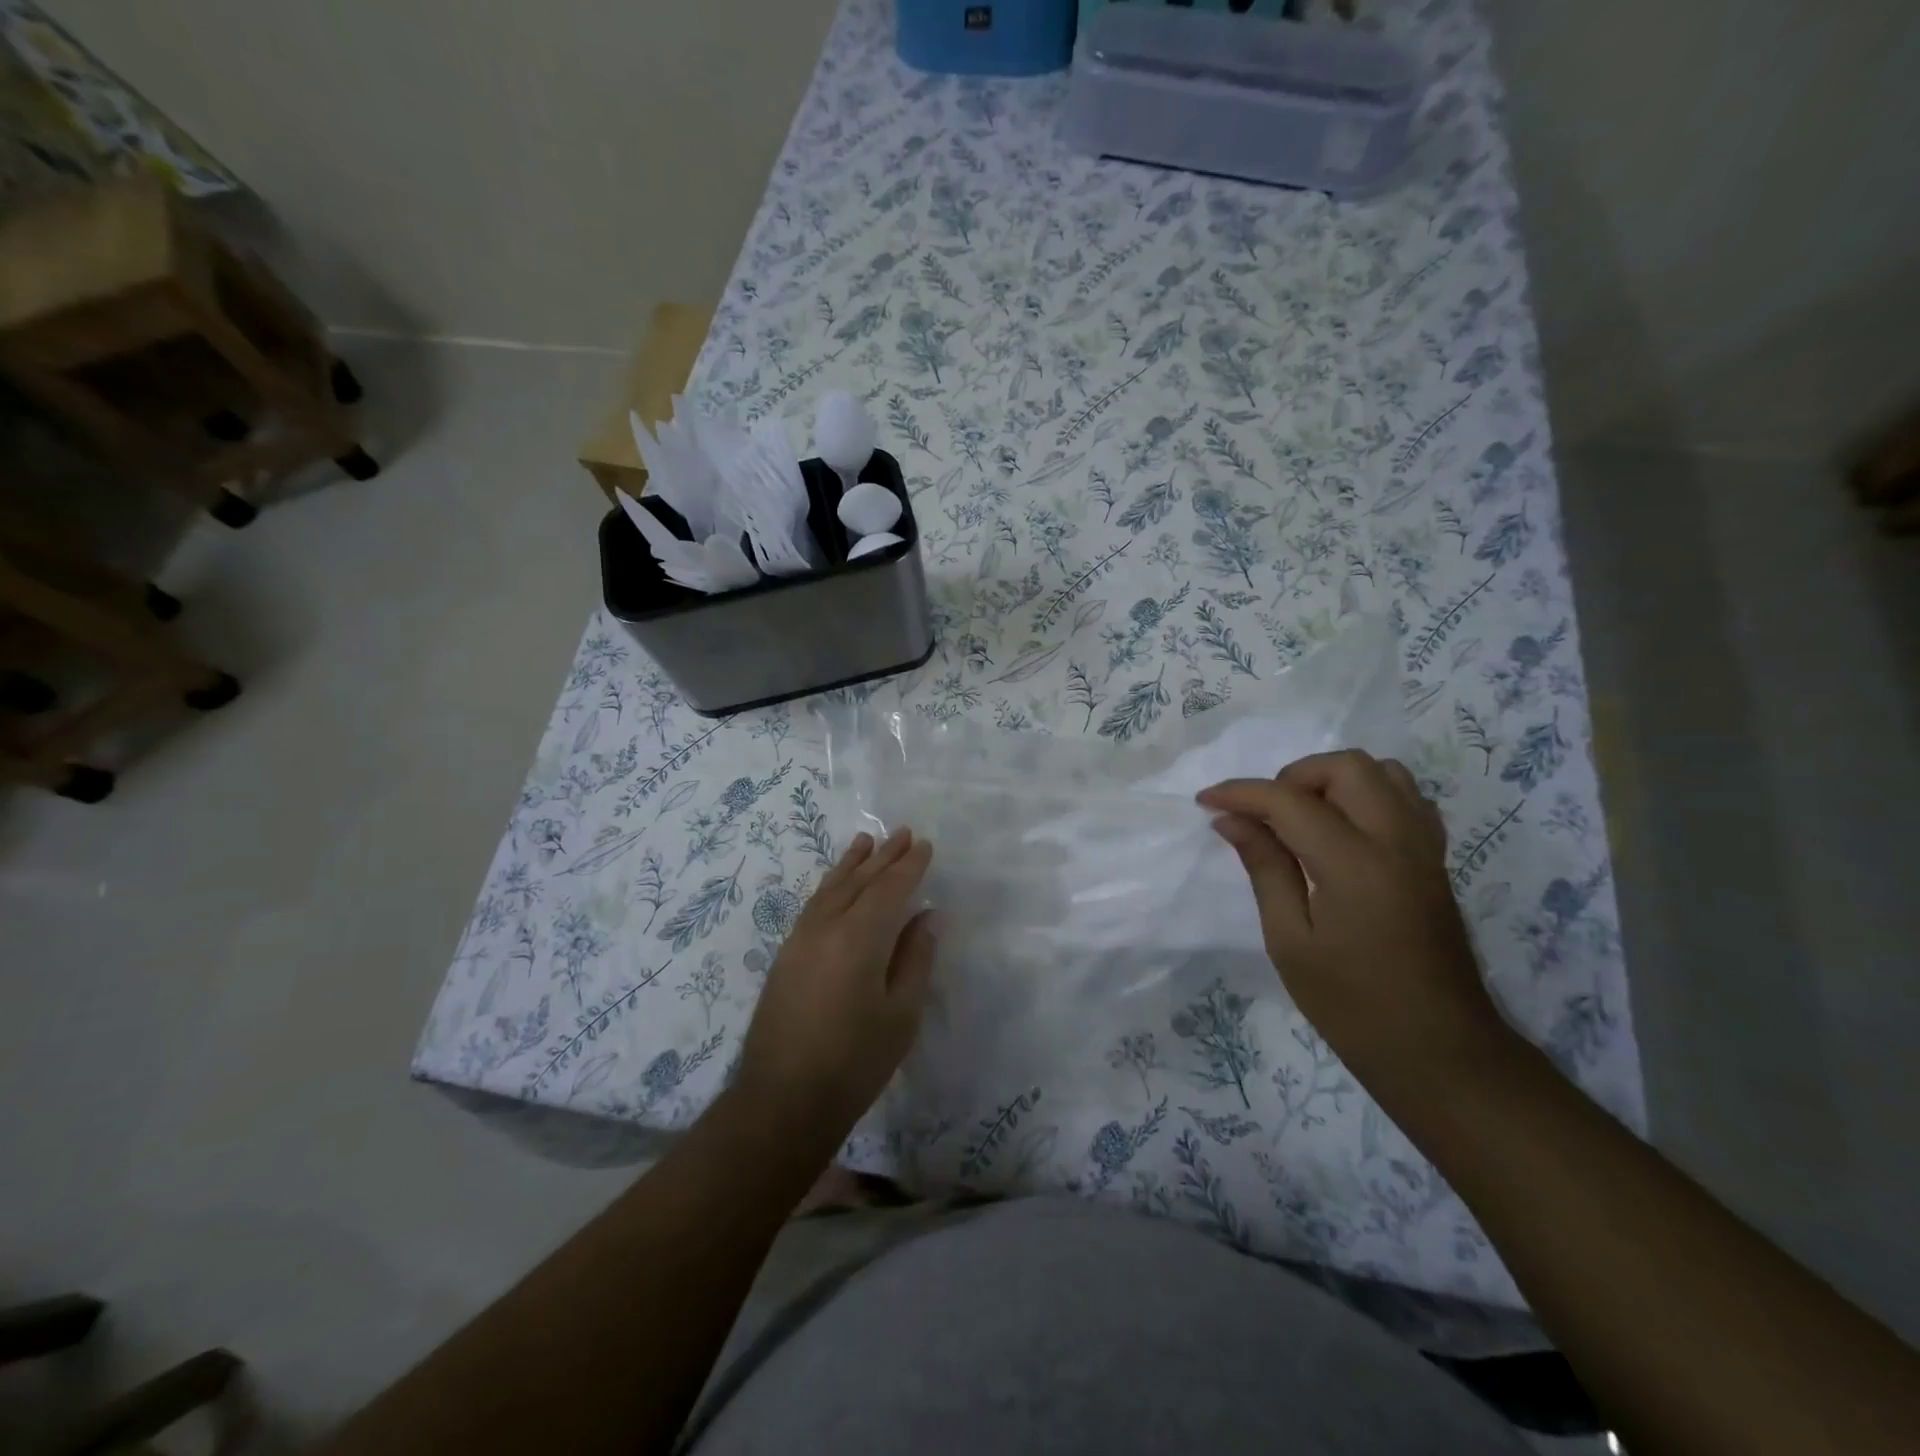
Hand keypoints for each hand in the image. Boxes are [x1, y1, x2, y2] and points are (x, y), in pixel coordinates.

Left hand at [735, 829, 938, 1139]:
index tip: (926, 846)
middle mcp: (826, 926)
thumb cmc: (854, 1061)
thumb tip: (928, 916)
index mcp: (859, 937)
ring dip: (852, 863)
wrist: (782, 1100)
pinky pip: (814, 904)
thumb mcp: (900, 1014)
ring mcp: (800, 939)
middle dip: (884, 856)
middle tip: (904, 833)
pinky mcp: (786, 955)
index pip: (889, 889)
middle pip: (859, 881)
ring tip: (866, 841)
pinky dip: (831, 885)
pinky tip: (836, 884)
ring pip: (831, 888)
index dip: (910, 866)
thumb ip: (915, 958)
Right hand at [1197, 751, 1511, 1087]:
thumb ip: (1264, 868)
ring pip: (1382, 773)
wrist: (1439, 1050)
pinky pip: (1405, 798)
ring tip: (1302, 819)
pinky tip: (1342, 831)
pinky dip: (1367, 796)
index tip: (1206, 801)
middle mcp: (1396, 840)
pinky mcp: (1435, 860)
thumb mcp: (1290, 940)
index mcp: (1354, 864)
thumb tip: (1230, 819)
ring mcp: (1424, 847)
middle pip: (1346, 766)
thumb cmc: (1351, 1004)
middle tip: (1264, 815)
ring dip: (1333, 781)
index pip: (1289, 801)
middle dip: (1293, 777)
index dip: (1241, 793)